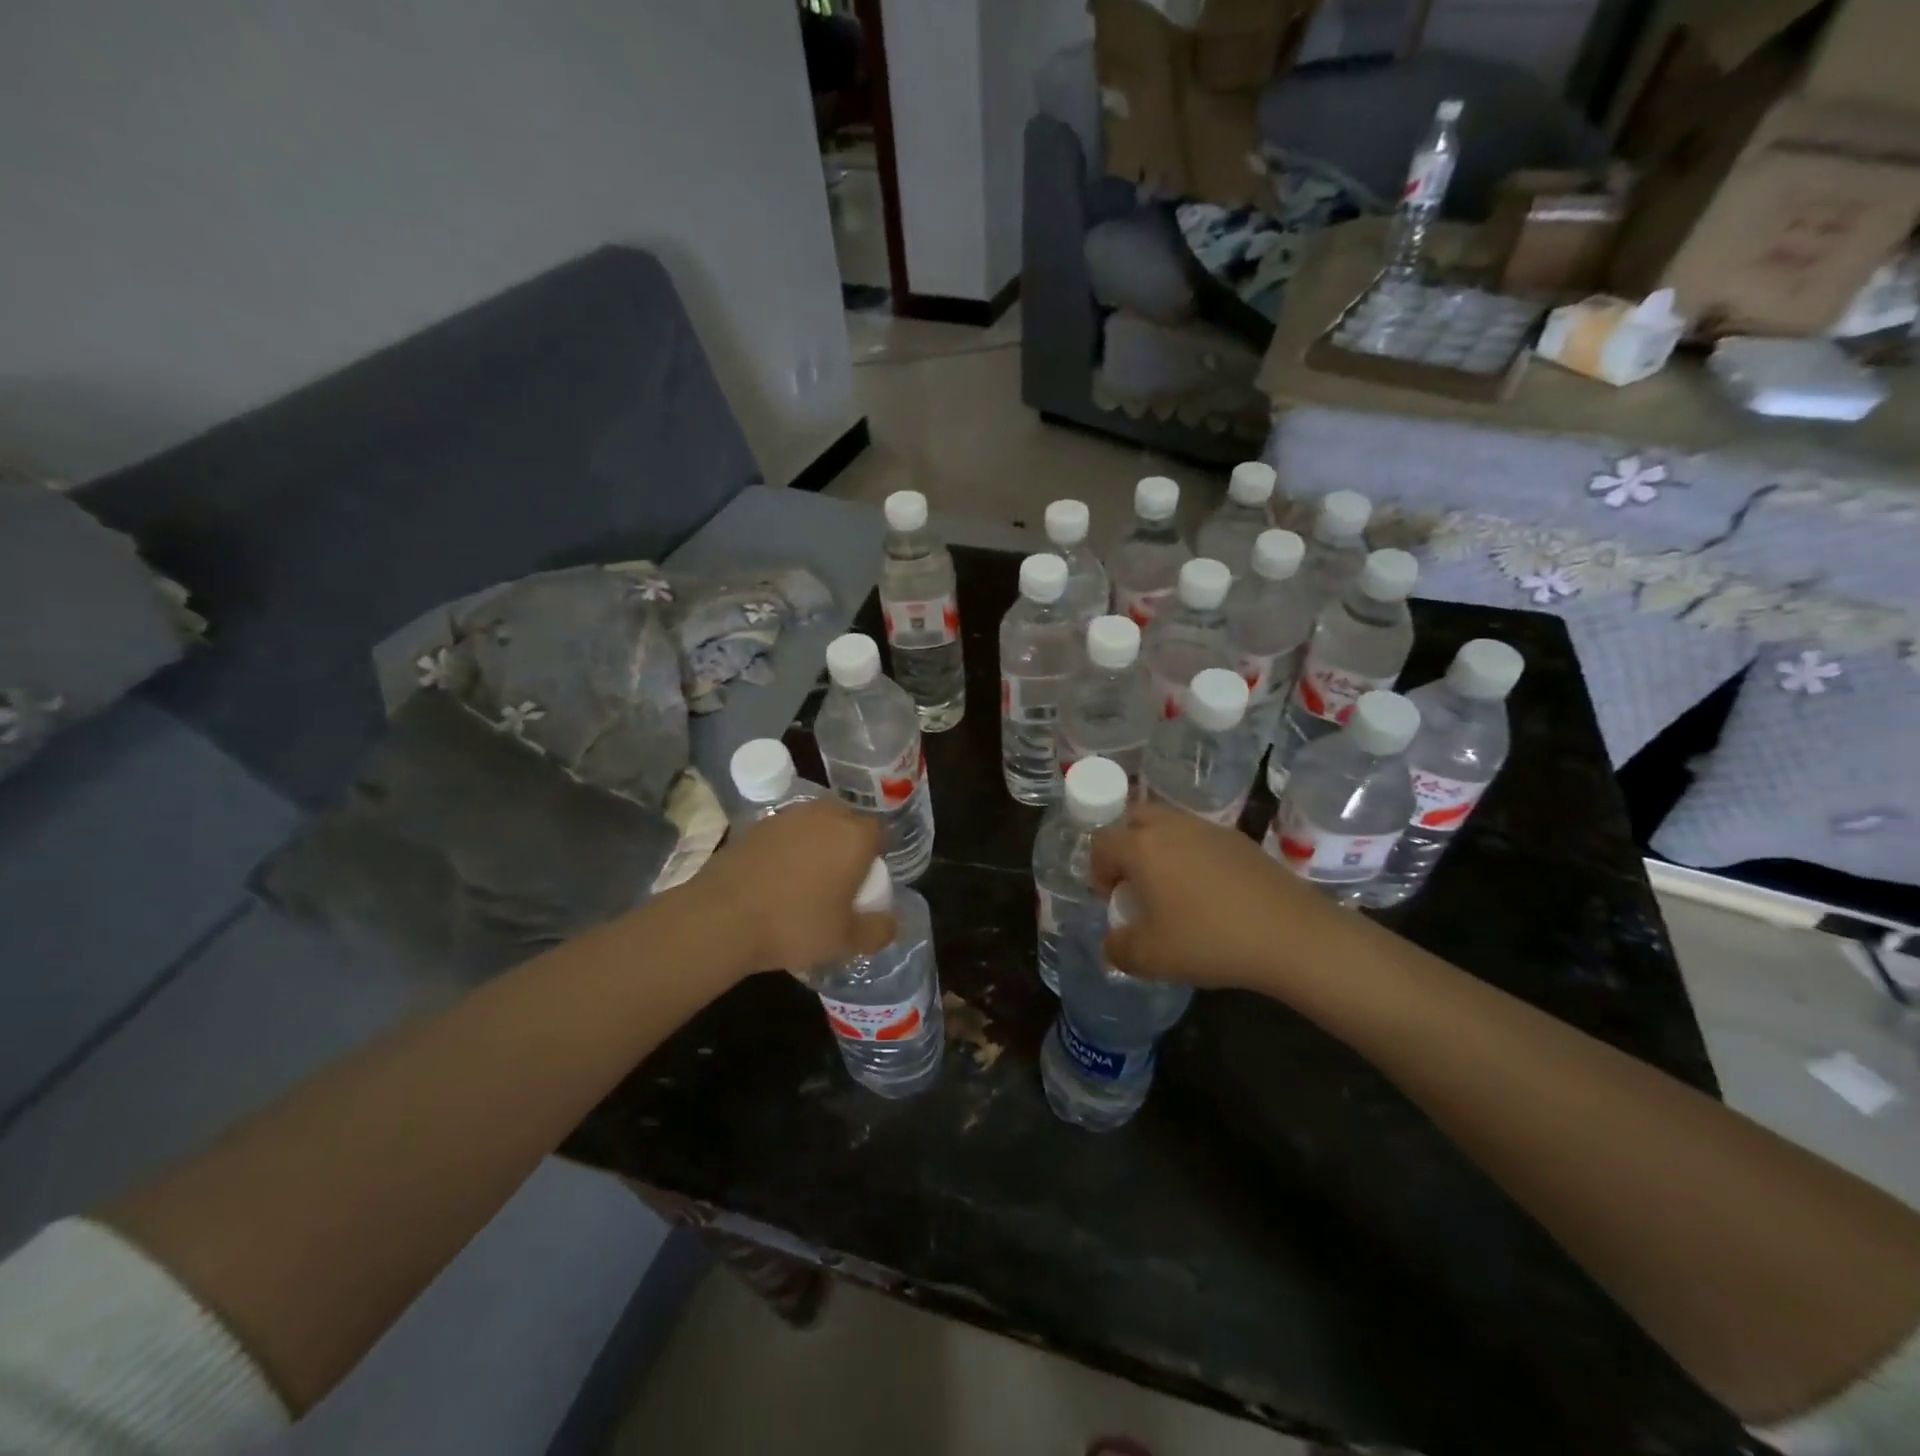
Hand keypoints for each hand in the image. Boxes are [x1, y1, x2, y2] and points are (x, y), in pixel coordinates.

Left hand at [687, 798, 895, 978]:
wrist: (722, 918)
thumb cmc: (795, 925)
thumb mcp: (845, 940)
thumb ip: (877, 931)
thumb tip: (891, 923)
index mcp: (855, 835)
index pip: (880, 834)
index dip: (876, 857)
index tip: (867, 883)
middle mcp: (825, 814)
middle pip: (847, 823)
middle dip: (847, 845)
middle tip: (839, 881)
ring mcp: (788, 816)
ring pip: (814, 825)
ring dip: (816, 844)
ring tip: (806, 880)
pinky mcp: (756, 825)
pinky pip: (785, 834)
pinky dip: (787, 849)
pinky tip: (776, 879)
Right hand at [1090, 802, 1345, 990]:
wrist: (1290, 935)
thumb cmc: (1209, 940)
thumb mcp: (1150, 958)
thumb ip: (1118, 950)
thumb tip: (1112, 944)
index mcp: (1141, 846)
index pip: (1102, 842)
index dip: (1097, 869)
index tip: (1110, 898)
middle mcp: (1171, 826)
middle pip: (1134, 819)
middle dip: (1125, 846)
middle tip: (1134, 881)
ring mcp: (1208, 829)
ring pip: (1169, 825)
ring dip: (1159, 847)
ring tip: (1170, 887)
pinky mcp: (1239, 839)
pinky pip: (1200, 837)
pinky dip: (1191, 854)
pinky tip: (1208, 891)